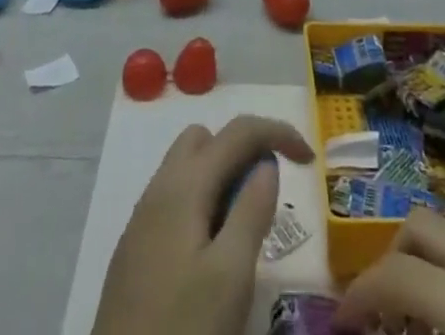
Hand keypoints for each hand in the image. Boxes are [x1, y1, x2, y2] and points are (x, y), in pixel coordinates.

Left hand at [92, 115, 314, 334]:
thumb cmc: (182, 329)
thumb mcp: (231, 276)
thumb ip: (252, 212)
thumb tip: (267, 165)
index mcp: (184, 184)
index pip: (238, 130)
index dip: (278, 132)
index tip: (309, 160)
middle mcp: (159, 187)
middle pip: (207, 139)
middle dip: (243, 151)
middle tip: (268, 194)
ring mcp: (143, 217)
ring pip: (188, 168)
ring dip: (222, 178)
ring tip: (244, 225)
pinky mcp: (136, 248)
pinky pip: (175, 199)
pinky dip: (202, 203)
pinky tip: (213, 250)